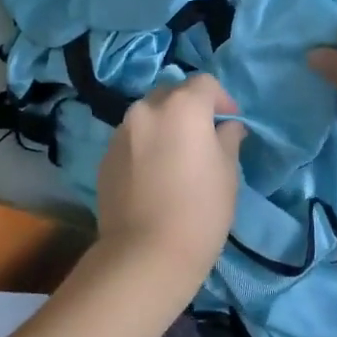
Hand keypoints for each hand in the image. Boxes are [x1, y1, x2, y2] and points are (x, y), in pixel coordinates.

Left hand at [93, 74, 245, 306]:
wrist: (145, 253)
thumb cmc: (200, 210)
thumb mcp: (228, 173)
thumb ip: (228, 139)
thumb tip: (227, 127)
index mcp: (182, 106)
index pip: (205, 83)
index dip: (222, 99)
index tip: (230, 123)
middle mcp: (147, 109)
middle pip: (172, 95)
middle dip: (190, 108)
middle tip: (204, 138)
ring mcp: (121, 132)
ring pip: (149, 116)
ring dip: (165, 126)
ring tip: (176, 158)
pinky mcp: (105, 157)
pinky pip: (132, 140)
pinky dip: (146, 146)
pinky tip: (154, 176)